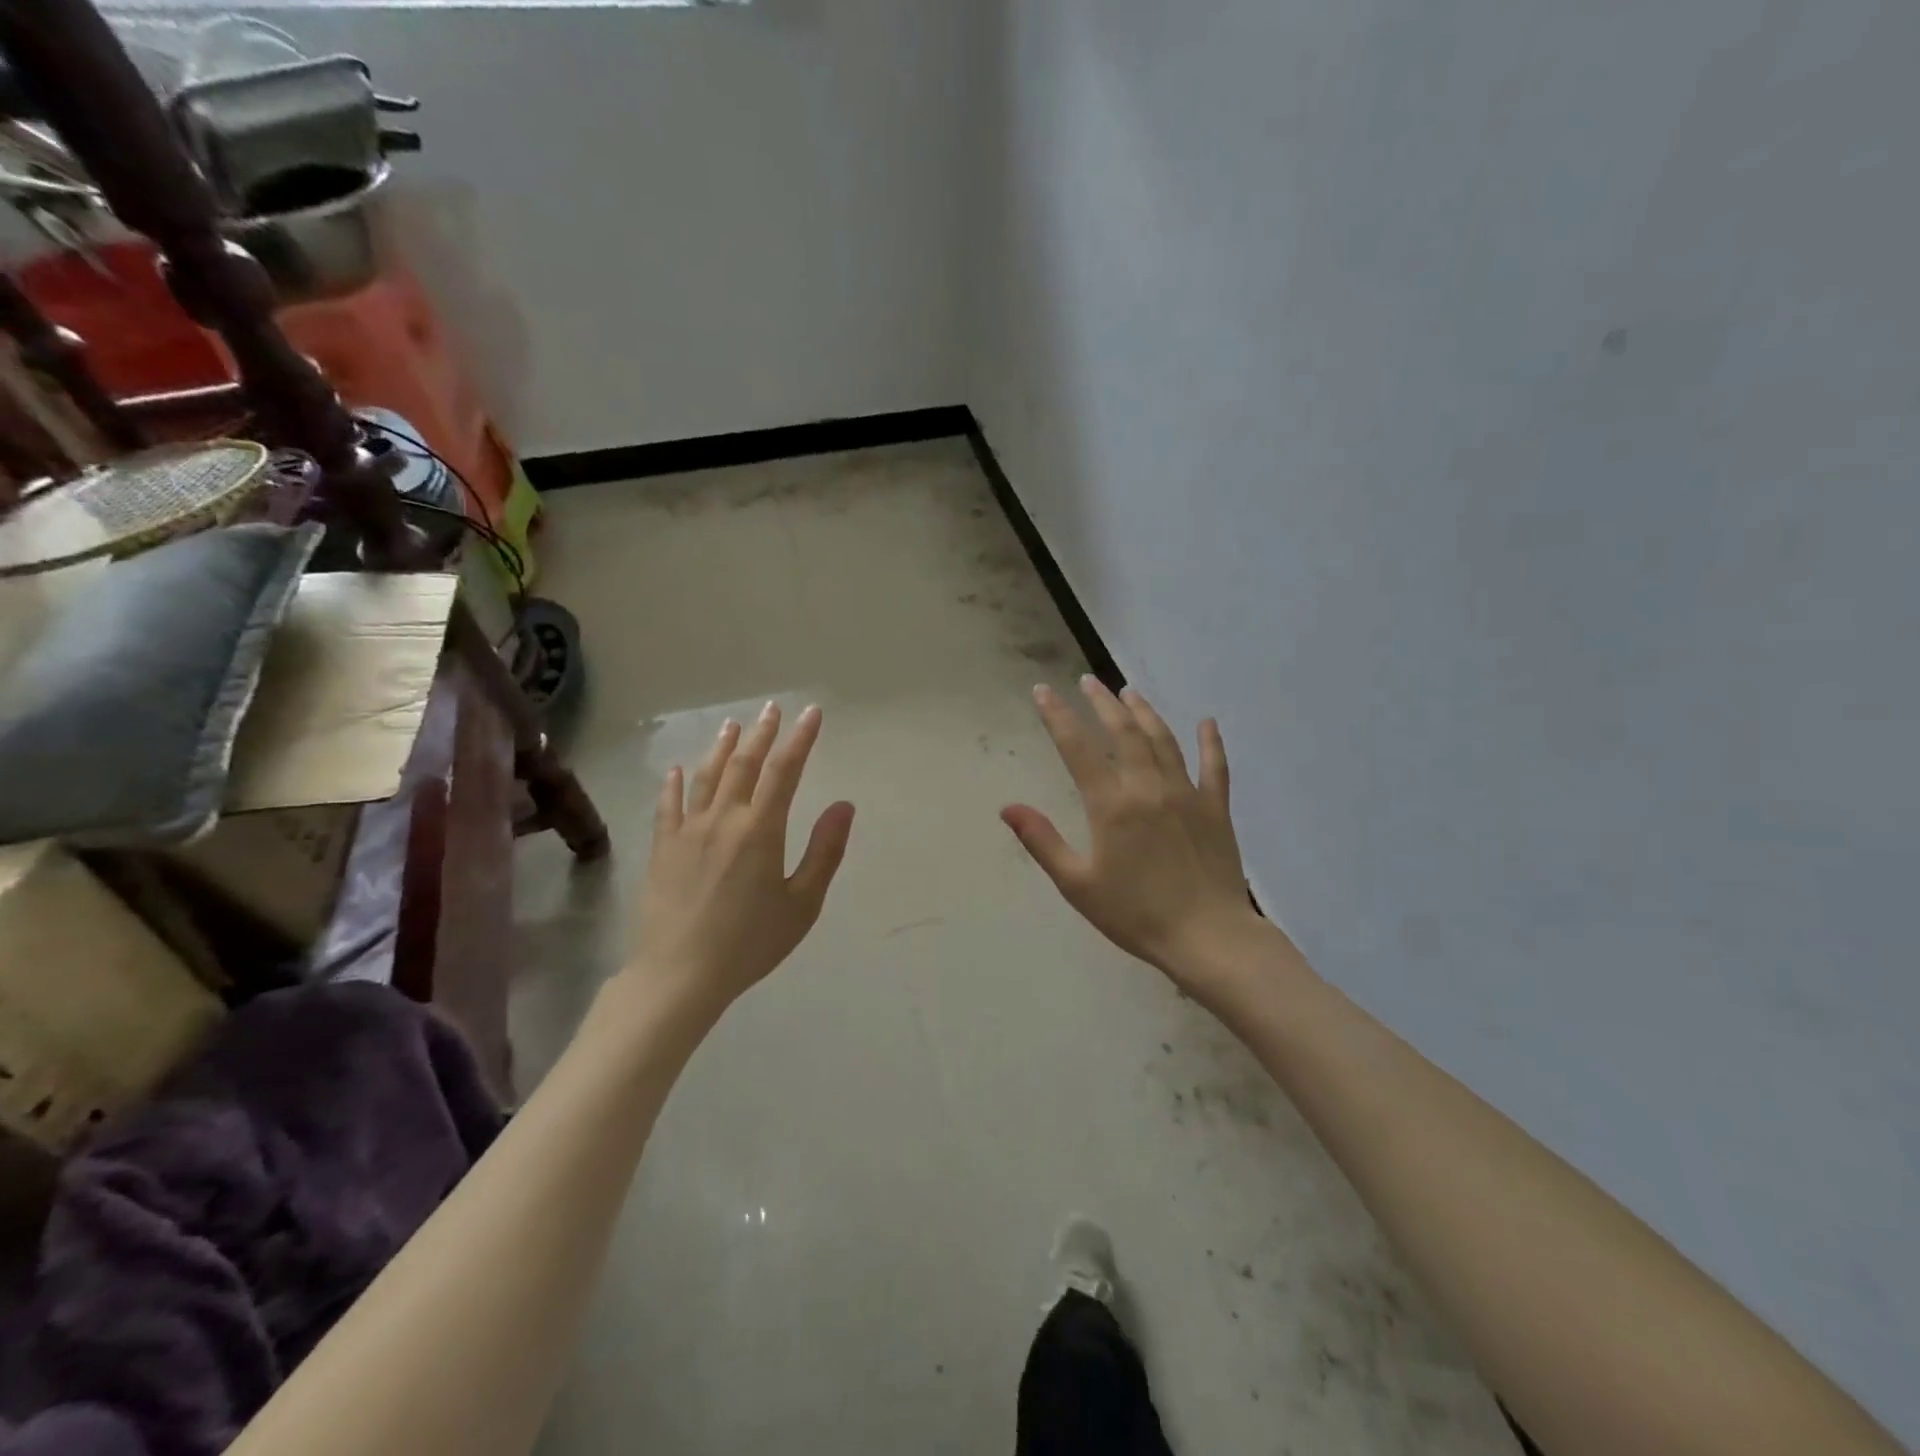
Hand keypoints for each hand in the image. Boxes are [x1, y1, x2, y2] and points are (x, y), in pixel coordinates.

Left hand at [626, 702, 854, 1015]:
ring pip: (707, 777)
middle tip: (773, 709)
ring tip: (733, 725)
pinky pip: (669, 805)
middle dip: (762, 733)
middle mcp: (723, 819)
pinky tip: (678, 770)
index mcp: (760, 830)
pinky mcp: (663, 848)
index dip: (800, 739)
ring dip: (722, 748)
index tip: (812, 714)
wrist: (680, 975)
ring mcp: (688, 831)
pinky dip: (675, 783)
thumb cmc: (750, 942)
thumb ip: (825, 851)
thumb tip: (844, 805)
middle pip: (744, 764)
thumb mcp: (802, 903)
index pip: (785, 771)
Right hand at [1004, 678, 1268, 999]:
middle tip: (1088, 681)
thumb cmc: (1136, 914)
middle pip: (1123, 732)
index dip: (1057, 716)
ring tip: (1129, 692)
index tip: (1042, 691)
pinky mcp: (1215, 808)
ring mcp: (1186, 793)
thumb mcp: (1077, 884)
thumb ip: (1043, 841)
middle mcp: (1148, 786)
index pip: (1077, 747)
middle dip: (1102, 702)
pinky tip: (1207, 723)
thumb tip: (1007, 807)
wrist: (1208, 937)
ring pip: (1163, 740)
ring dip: (1144, 712)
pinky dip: (1211, 742)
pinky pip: (1214, 766)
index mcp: (1111, 804)